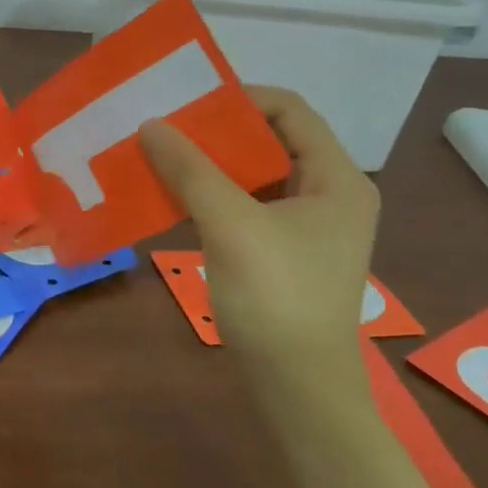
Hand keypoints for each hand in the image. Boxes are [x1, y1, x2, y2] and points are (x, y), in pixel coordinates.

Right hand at [140, 87, 379, 411]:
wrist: (298, 390)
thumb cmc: (277, 298)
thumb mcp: (231, 225)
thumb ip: (191, 170)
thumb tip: (151, 125)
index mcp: (335, 179)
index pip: (289, 110)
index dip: (238, 98)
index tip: (186, 103)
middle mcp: (327, 195)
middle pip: (270, 140)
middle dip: (216, 131)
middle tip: (165, 128)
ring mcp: (306, 227)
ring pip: (254, 175)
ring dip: (209, 164)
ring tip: (161, 157)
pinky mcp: (282, 253)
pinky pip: (245, 206)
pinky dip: (211, 195)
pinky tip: (173, 197)